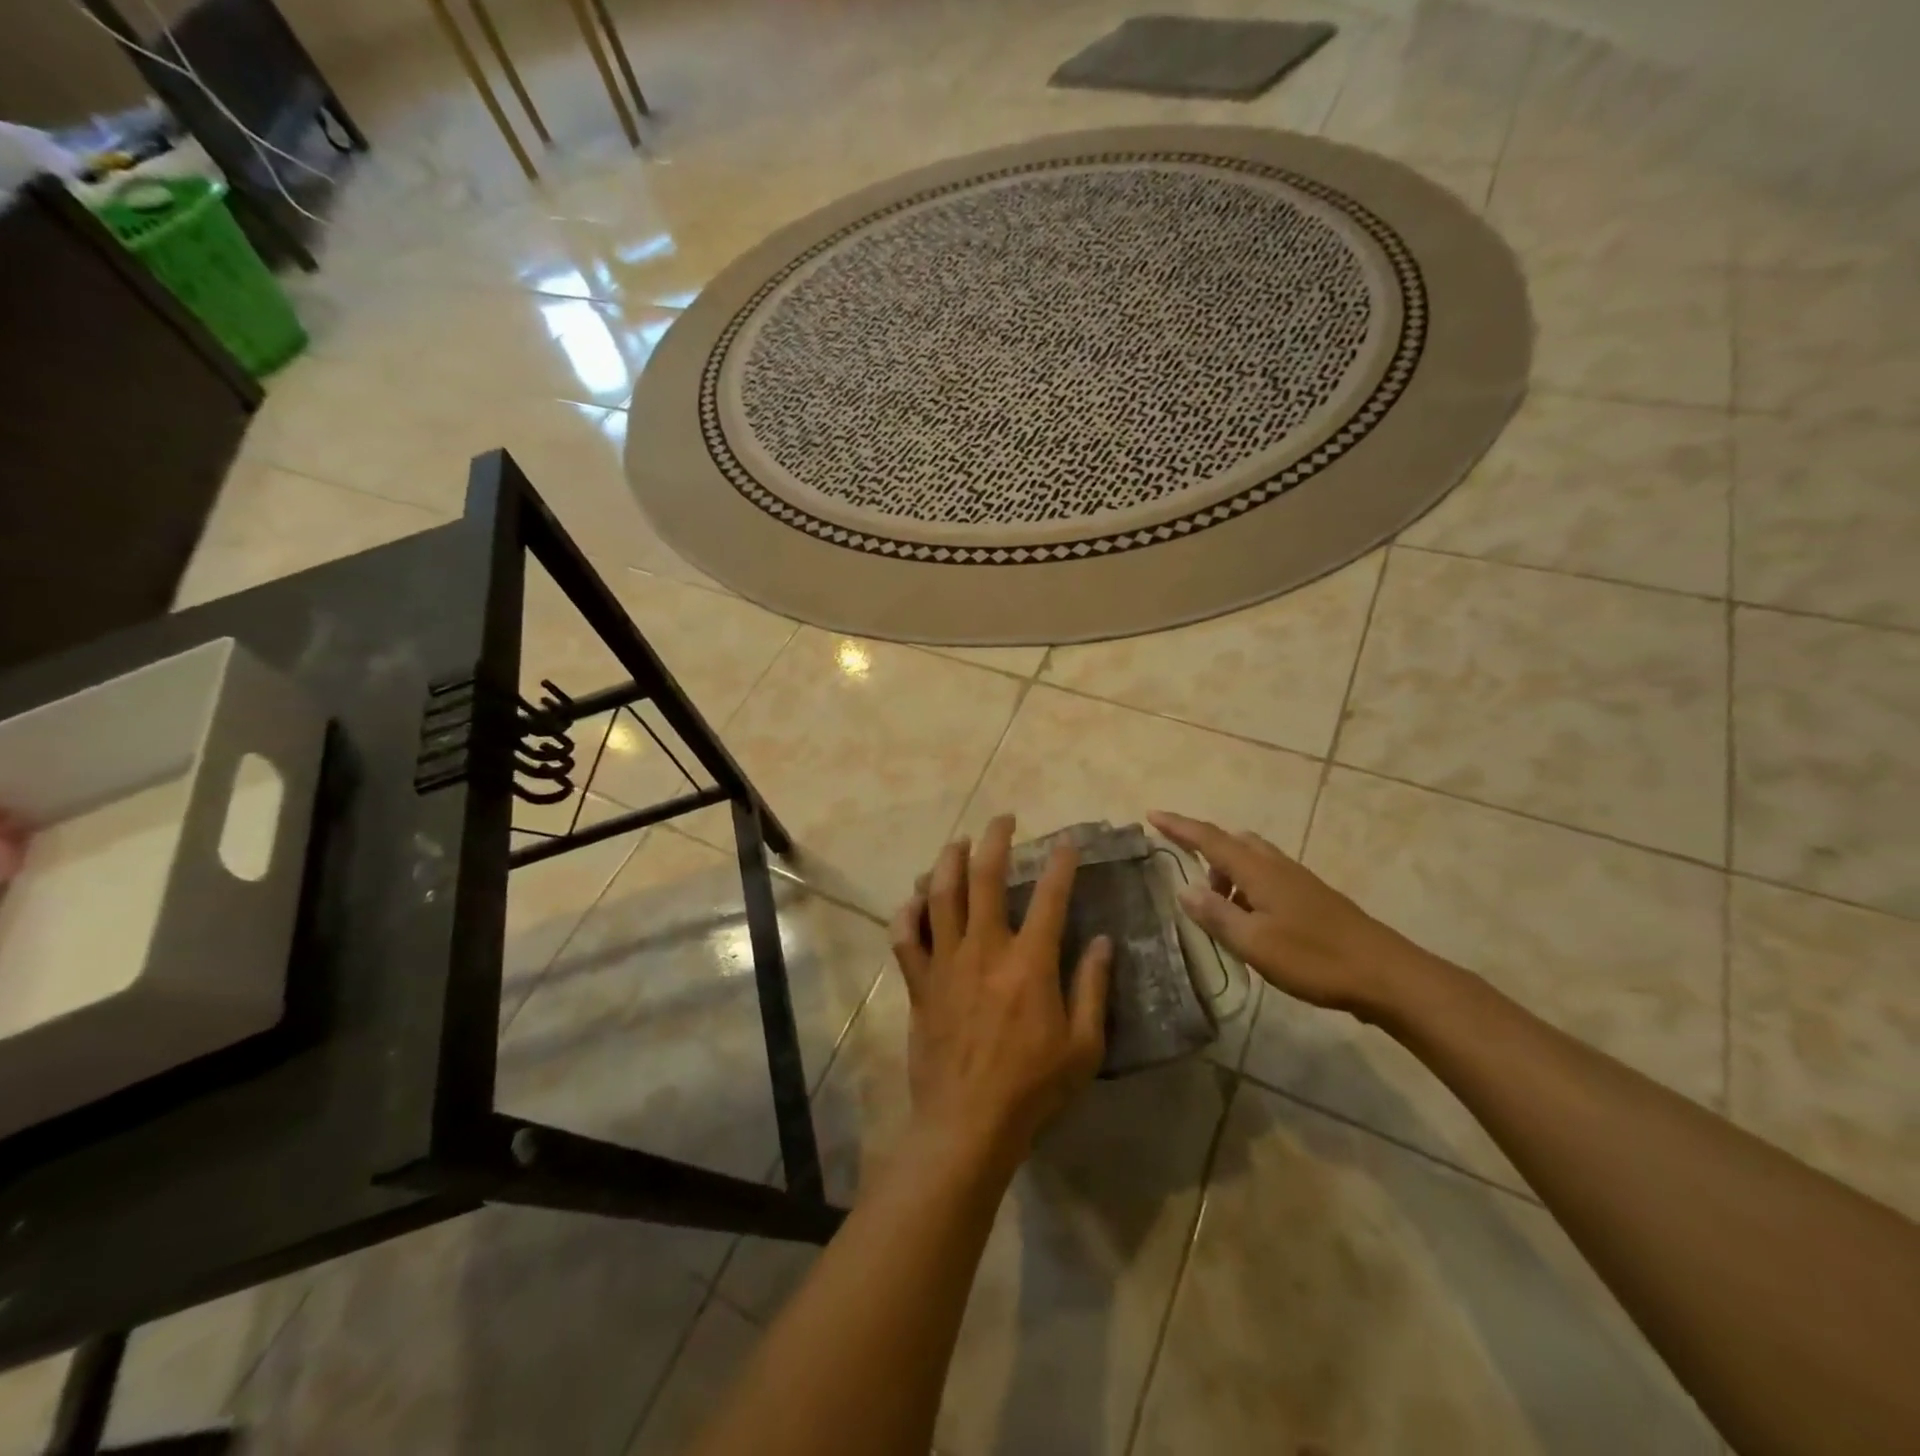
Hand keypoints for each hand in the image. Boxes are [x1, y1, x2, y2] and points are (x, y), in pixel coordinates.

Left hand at [890, 816, 1112, 1169]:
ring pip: (941, 895)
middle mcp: (985, 949)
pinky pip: (906, 937)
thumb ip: (1093, 988)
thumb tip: (1103, 941)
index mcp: (1030, 962)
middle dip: (996, 840)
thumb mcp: (1083, 1046)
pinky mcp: (919, 982)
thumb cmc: (1033, 1088)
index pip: (1050, 897)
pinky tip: (913, 898)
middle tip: (1003, 820)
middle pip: (986, 877)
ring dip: (949, 861)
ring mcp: (946, 962)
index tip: (1066, 843)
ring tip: (958, 842)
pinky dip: (907, 912)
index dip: (1061, 864)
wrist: (968, 1123)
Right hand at [1148, 811, 1416, 1018]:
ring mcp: (1298, 880)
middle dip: (1205, 851)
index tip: (1152, 815)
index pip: (1209, 838)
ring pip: (1252, 860)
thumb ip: (1216, 915)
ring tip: (1219, 910)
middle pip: (1232, 843)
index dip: (1179, 826)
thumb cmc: (1314, 958)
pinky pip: (1267, 878)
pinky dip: (1248, 887)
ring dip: (1228, 874)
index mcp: (1258, 870)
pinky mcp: (1312, 898)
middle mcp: (1276, 866)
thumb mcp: (1254, 942)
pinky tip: (1251, 921)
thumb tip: (1184, 889)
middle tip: (1190, 880)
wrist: (1386, 974)